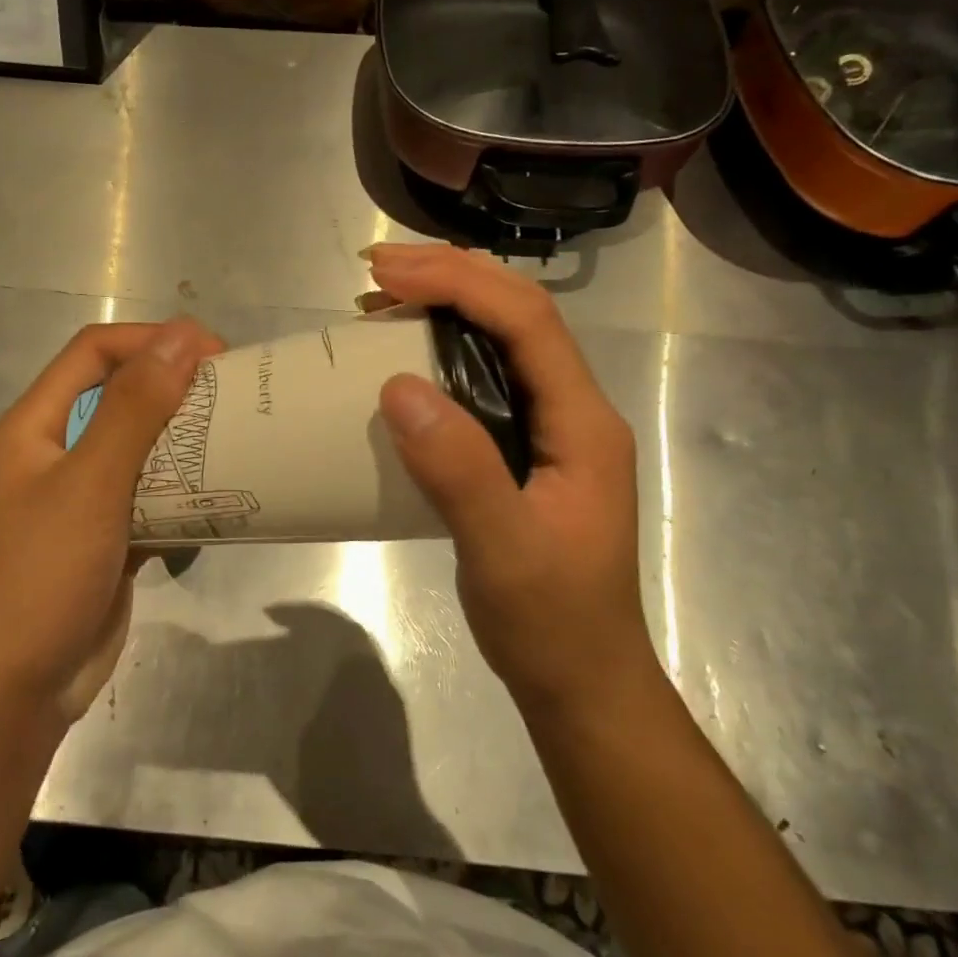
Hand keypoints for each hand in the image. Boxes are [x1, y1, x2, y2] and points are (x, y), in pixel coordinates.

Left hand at [0, 318, 224, 726]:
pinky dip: (184, 495)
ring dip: (187, 444)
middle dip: (177, 391)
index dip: (152, 340)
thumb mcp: (89, 483)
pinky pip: (151, 502)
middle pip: (122, 399)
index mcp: (37, 426)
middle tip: (238, 397)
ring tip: (242, 441)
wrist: (7, 695)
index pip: (95, 352)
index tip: (214, 352)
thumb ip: (134, 409)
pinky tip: (224, 499)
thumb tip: (181, 336)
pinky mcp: (107, 543)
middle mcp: (57, 455)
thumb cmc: (38, 576)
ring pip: (142, 453)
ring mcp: (82, 502)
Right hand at [366, 244, 659, 714]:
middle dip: (451, 278)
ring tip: (380, 302)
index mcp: (582, 422)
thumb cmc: (551, 624)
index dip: (459, 282)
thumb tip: (397, 386)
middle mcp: (573, 411)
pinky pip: (485, 379)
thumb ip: (460, 470)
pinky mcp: (524, 450)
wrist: (581, 683)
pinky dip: (440, 354)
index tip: (387, 274)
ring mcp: (550, 430)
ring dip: (446, 308)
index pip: (527, 321)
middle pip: (519, 315)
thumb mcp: (504, 552)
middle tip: (375, 273)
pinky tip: (402, 363)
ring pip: (502, 341)